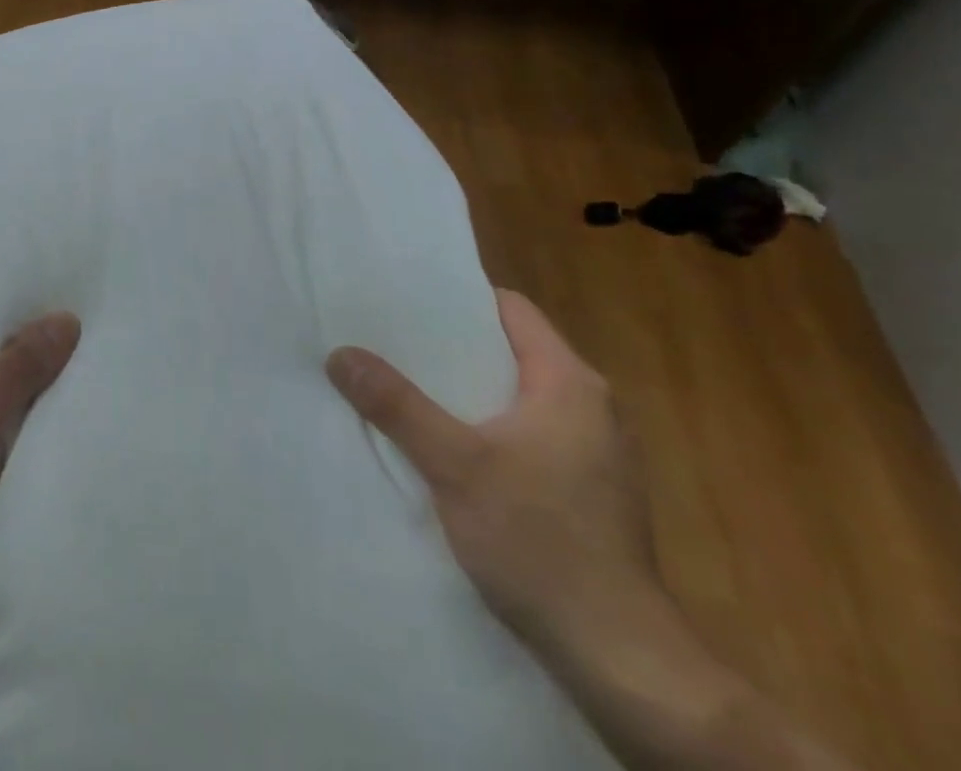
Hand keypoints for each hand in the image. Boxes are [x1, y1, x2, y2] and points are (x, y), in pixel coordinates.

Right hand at [326, 289, 656, 662]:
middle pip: (512, 351)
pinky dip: (488, 429)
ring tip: (409, 388)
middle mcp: (592, 407)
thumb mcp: (456, 466)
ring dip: (469, 392)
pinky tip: (449, 448)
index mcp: (571, 382)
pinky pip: (529, 435)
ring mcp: (596, 453)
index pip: (512, 309)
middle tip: (393, 342)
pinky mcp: (591, 493)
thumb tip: (340, 354)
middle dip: (453, 347)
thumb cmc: (541, 542)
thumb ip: (397, 406)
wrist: (620, 661)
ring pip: (519, 397)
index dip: (460, 299)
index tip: (407, 301)